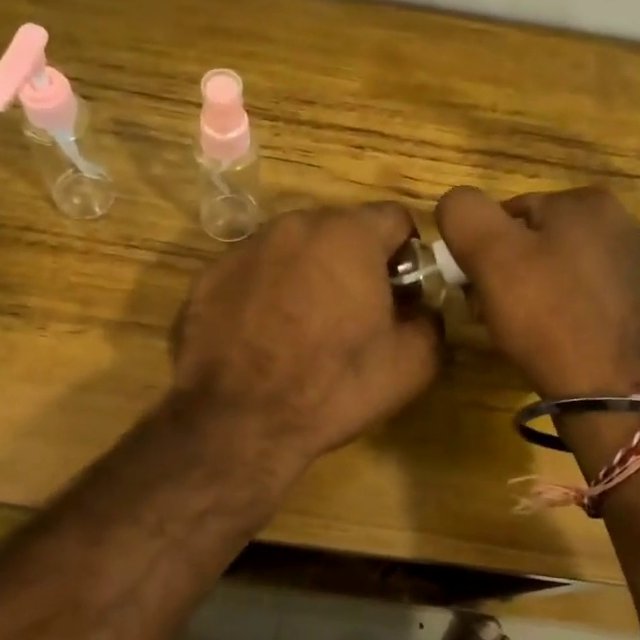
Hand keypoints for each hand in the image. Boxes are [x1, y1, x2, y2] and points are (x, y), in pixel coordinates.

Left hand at [170, 203, 442, 464]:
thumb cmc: (335, 385)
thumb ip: (431, 319)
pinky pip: (254, 272)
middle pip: (341, 229)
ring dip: (309, 273)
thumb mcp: (413, 362)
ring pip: (294, 248)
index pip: (395, 219)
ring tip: (304, 327)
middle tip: (355, 313)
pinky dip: (266, 291)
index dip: (406, 255)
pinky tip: (264, 335)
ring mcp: (246, 248)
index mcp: (349, 234)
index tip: (401, 293)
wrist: (240, 421)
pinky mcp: (209, 276)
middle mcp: (294, 226)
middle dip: (355, 262)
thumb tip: (420, 308)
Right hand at [436, 186, 639, 398]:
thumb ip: (463, 213)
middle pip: (529, 240)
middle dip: (502, 273)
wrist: (610, 391)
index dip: (480, 249)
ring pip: (548, 269)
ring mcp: (627, 264)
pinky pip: (572, 295)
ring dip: (523, 294)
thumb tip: (454, 203)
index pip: (506, 212)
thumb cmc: (548, 315)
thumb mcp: (490, 254)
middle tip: (490, 311)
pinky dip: (551, 312)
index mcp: (586, 200)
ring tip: (515, 329)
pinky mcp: (629, 302)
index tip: (473, 286)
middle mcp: (615, 222)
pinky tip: (544, 338)